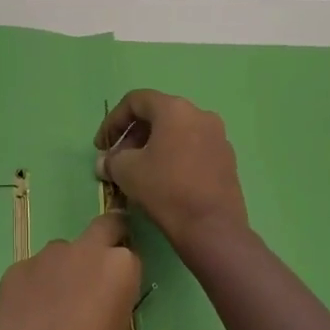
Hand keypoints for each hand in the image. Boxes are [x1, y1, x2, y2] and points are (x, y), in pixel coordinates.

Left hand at [0, 213, 140, 329]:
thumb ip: (114, 298)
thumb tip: (103, 291)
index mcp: (119, 266)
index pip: (129, 254)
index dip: (124, 271)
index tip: (116, 289)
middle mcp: (84, 250)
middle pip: (102, 228)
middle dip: (104, 242)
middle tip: (95, 275)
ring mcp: (46, 256)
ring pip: (62, 252)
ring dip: (64, 269)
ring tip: (53, 308)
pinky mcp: (16, 268)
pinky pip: (34, 270)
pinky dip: (36, 285)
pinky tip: (29, 315)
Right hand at [95, 90, 249, 248]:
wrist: (211, 227)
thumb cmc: (165, 189)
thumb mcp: (126, 171)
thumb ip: (111, 160)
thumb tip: (105, 162)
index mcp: (175, 109)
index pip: (136, 101)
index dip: (113, 121)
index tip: (102, 146)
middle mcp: (200, 115)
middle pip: (158, 115)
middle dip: (132, 136)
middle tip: (118, 160)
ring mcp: (218, 137)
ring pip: (176, 132)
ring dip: (152, 147)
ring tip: (138, 171)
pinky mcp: (227, 159)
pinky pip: (193, 148)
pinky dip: (173, 157)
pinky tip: (163, 181)